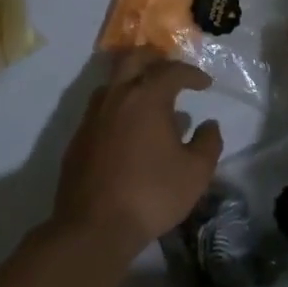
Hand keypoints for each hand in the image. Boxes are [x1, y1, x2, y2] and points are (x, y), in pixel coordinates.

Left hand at [53, 50, 224, 257]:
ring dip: (134, 83)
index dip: (192, 74)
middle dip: (154, 59)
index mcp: (146, 97)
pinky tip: (130, 132)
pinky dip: (119, 108)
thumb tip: (208, 124)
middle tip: (171, 72)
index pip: (171, 70)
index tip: (205, 84)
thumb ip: (208, 143)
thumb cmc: (152, 194)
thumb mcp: (196, 172)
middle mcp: (116, 97)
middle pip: (133, 60)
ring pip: (112, 83)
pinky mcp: (78, 138)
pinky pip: (101, 109)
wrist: (94, 226)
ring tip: (152, 103)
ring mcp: (92, 117)